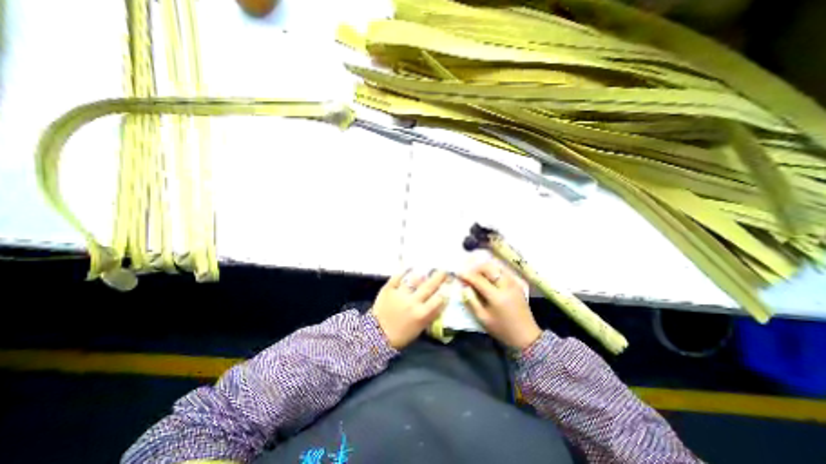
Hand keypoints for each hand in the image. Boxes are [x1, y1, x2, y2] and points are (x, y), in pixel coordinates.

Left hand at [372, 269, 449, 348]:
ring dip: (421, 275)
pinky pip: (397, 277)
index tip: (447, 286)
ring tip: (425, 270)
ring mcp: (400, 294)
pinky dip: (403, 272)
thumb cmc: (401, 335)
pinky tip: (409, 267)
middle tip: (444, 270)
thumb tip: (437, 302)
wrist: (376, 336)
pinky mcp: (388, 289)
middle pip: (429, 287)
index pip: (438, 300)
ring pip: (414, 280)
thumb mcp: (419, 328)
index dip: (444, 292)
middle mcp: (413, 302)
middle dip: (438, 277)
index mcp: (422, 314)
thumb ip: (428, 314)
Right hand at [459, 263, 543, 350]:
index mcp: (497, 296)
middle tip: (467, 273)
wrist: (526, 336)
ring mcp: (513, 283)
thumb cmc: (502, 329)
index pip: (478, 280)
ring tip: (476, 273)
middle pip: (488, 268)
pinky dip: (493, 270)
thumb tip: (464, 287)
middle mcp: (506, 285)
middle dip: (476, 268)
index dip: (467, 275)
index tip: (458, 273)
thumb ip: (472, 302)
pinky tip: (488, 276)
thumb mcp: (483, 319)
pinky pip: (503, 271)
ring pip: (496, 267)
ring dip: (484, 268)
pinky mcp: (517, 284)